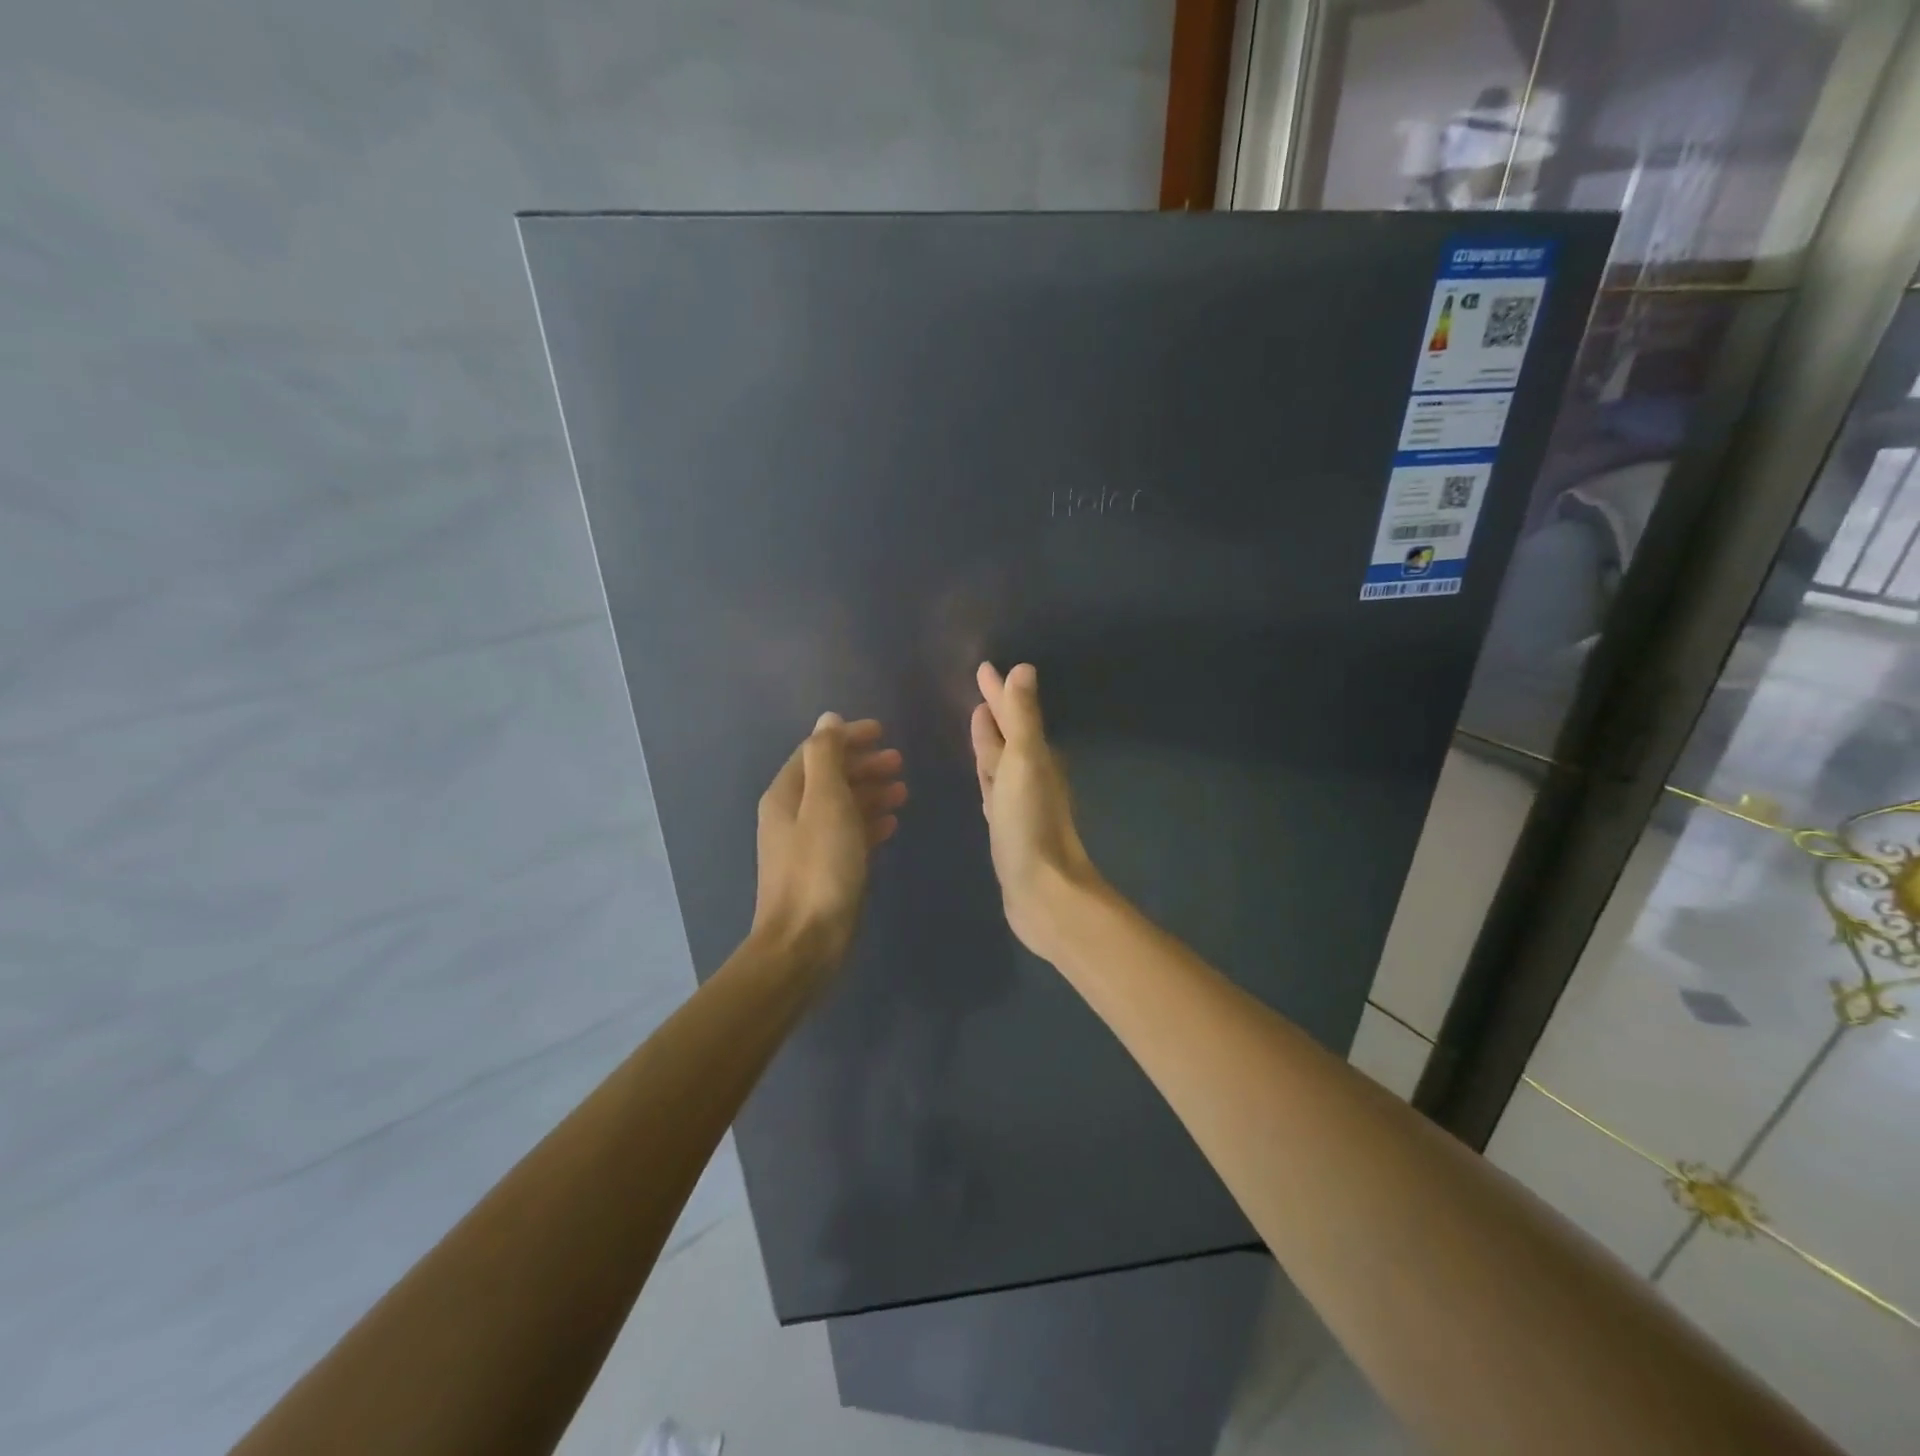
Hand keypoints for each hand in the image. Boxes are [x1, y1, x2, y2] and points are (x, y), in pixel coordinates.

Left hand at [753, 714, 906, 975]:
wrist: (805, 943)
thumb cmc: (820, 867)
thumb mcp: (826, 802)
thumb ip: (827, 757)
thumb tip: (828, 719)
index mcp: (786, 794)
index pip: (817, 752)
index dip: (848, 738)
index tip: (883, 732)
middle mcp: (791, 815)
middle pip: (829, 777)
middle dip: (863, 765)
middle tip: (899, 762)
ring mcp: (806, 845)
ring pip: (841, 806)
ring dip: (870, 793)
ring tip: (903, 791)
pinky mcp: (822, 871)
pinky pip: (847, 834)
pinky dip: (868, 823)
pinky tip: (891, 824)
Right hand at [970, 663, 1104, 958]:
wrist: (1042, 890)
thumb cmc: (1030, 823)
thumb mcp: (1025, 763)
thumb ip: (1024, 718)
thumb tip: (1024, 669)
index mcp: (1036, 757)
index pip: (1014, 714)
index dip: (999, 692)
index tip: (984, 668)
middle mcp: (1031, 775)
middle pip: (1009, 735)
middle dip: (996, 711)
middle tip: (979, 689)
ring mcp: (1018, 802)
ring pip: (1001, 761)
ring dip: (990, 741)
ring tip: (977, 721)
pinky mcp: (1007, 826)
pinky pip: (994, 788)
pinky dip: (987, 775)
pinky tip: (982, 776)